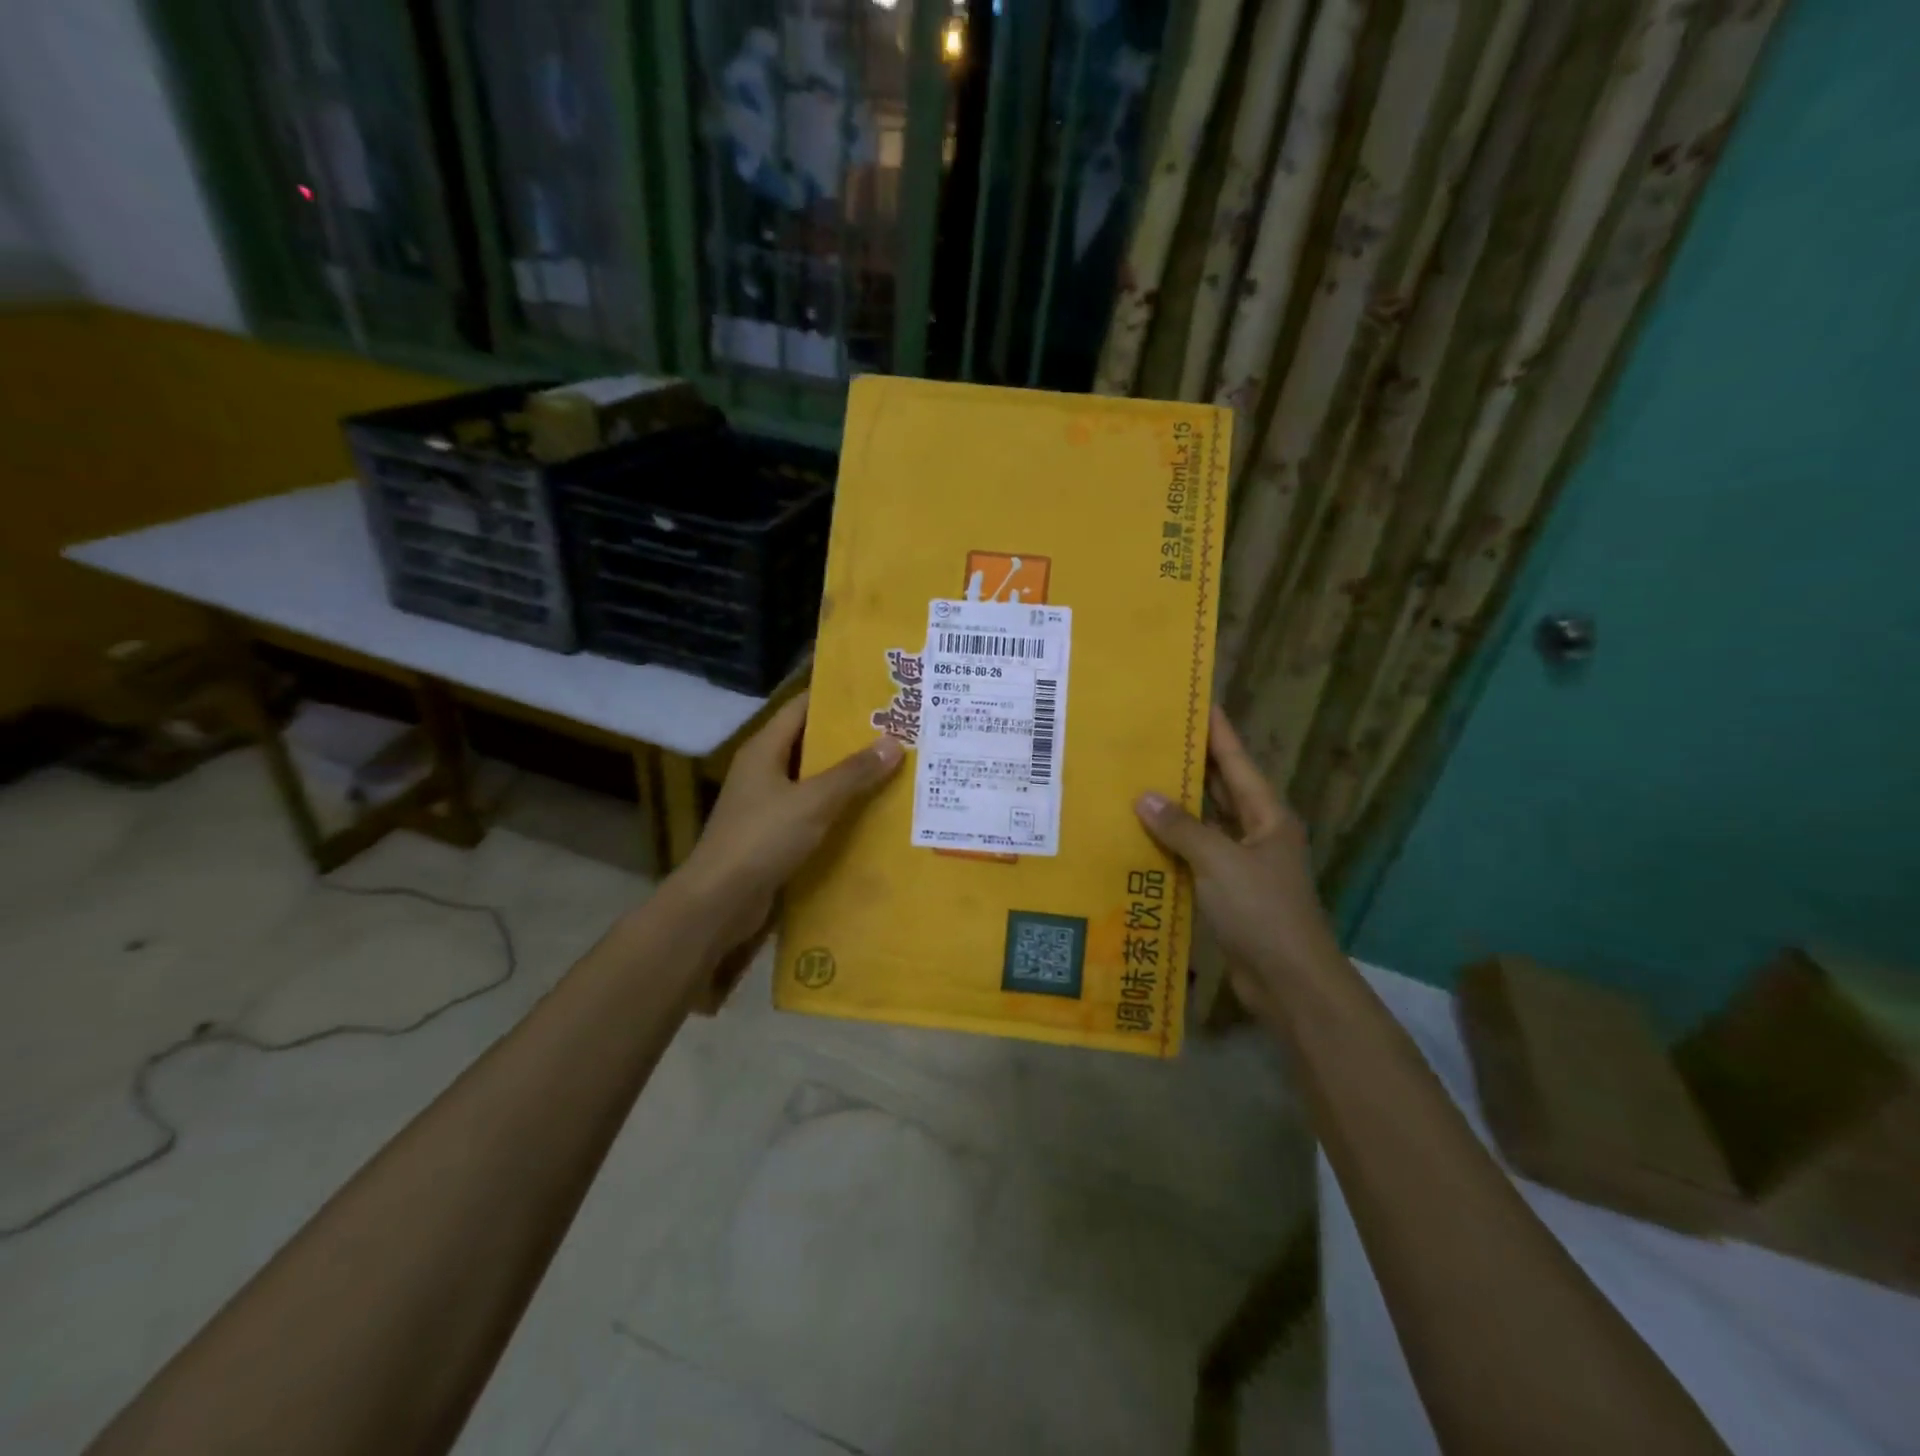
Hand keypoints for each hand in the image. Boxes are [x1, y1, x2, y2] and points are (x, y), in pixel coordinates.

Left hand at [674, 693, 904, 954]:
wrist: (720, 902)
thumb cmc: (762, 839)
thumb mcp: (813, 801)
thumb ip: (853, 772)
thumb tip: (893, 742)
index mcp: (764, 750)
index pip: (801, 707)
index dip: (834, 697)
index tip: (874, 692)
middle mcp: (763, 771)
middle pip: (810, 743)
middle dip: (850, 738)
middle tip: (896, 731)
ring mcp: (766, 805)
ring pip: (813, 780)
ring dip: (847, 776)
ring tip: (893, 768)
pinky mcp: (773, 835)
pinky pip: (812, 812)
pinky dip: (838, 809)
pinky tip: (871, 813)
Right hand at [1133, 707, 1341, 1024]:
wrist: (1288, 981)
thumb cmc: (1261, 911)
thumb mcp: (1219, 862)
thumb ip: (1181, 828)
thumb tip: (1144, 797)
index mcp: (1267, 816)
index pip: (1237, 761)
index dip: (1218, 731)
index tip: (1197, 701)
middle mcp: (1257, 833)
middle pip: (1221, 788)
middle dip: (1191, 763)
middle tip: (1153, 737)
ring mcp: (1243, 864)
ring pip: (1206, 823)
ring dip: (1177, 806)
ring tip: (1138, 778)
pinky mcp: (1228, 892)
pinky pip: (1196, 855)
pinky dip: (1172, 844)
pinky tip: (1142, 835)